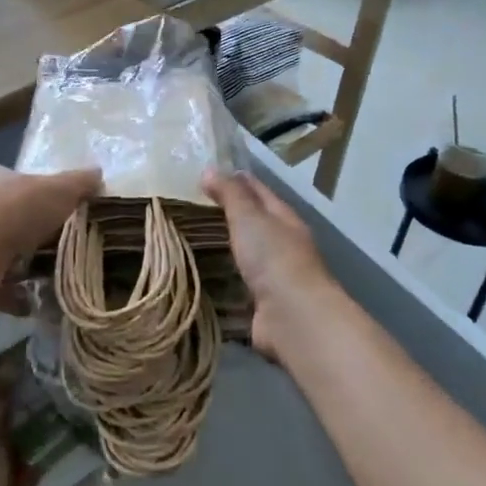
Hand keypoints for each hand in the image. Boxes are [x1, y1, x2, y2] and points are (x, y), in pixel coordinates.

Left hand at [0, 161, 101, 299]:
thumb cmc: (16, 208)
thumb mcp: (59, 189)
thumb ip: (79, 183)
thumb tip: (97, 174)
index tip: (13, 190)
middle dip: (16, 226)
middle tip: (48, 238)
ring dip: (16, 263)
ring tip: (49, 273)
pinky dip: (13, 296)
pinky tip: (37, 301)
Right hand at [202, 168, 338, 362]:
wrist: (292, 316)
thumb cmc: (273, 258)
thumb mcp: (249, 217)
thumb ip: (230, 194)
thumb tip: (211, 168)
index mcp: (285, 219)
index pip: (259, 191)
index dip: (237, 180)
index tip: (210, 173)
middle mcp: (284, 245)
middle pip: (256, 223)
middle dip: (231, 215)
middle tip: (193, 207)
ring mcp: (275, 277)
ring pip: (248, 255)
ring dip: (227, 248)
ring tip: (193, 241)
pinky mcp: (263, 304)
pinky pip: (239, 285)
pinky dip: (225, 279)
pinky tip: (204, 277)